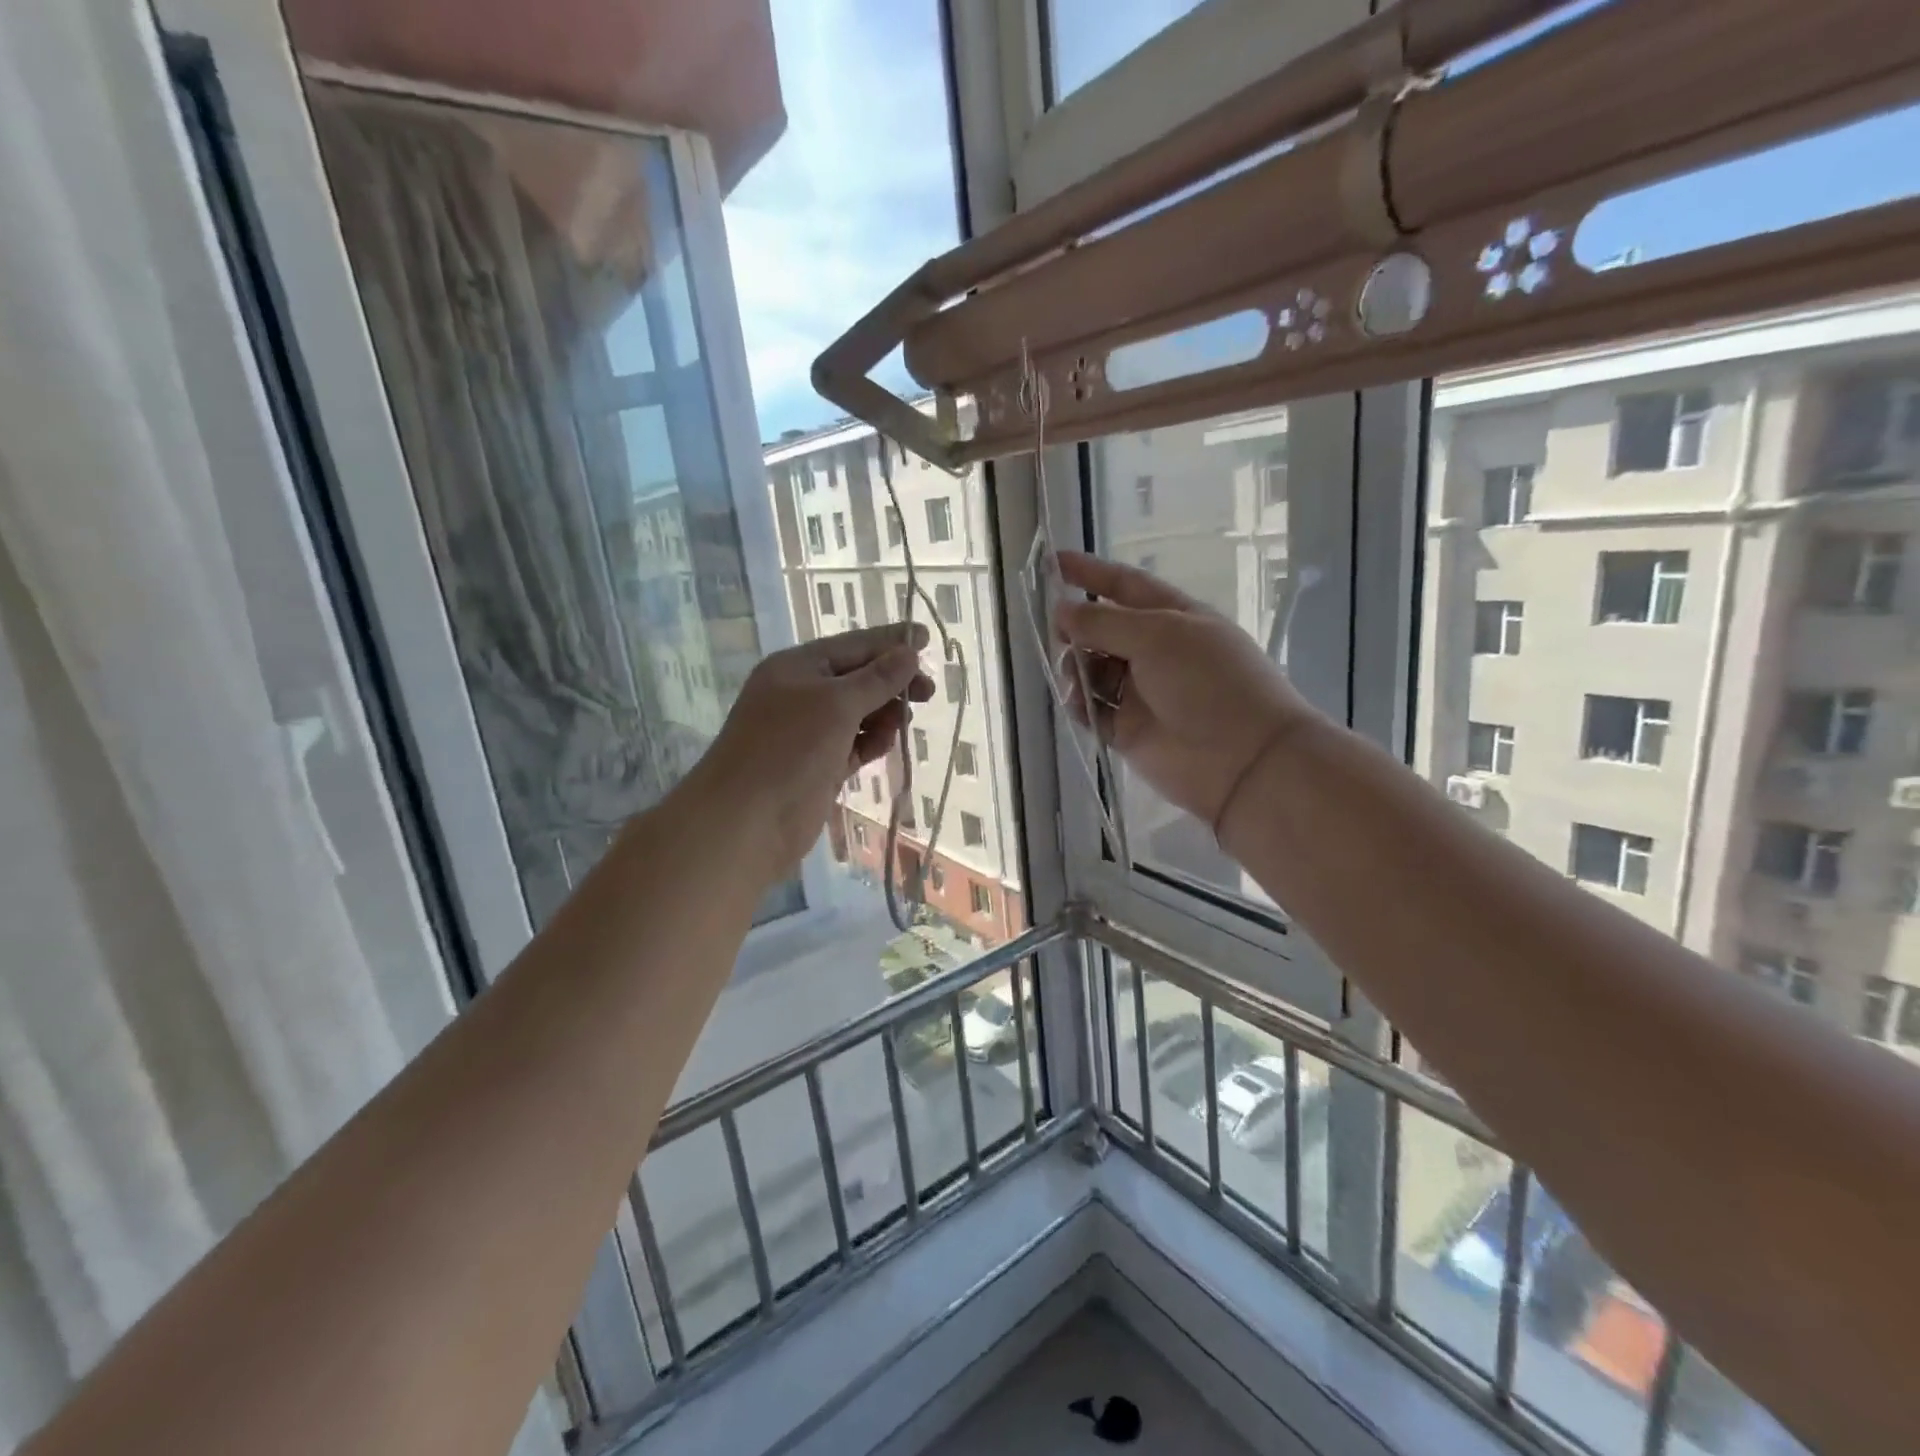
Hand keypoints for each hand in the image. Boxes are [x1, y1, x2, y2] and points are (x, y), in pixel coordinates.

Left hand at [691, 624, 931, 885]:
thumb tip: (910, 652)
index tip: (927, 638)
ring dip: (884, 714)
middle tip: (928, 693)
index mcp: (798, 667)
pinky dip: (871, 741)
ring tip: (902, 723)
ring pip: (859, 713)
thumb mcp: (837, 704)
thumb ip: (877, 678)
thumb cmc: (789, 749)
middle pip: (858, 678)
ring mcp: (809, 732)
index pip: (853, 644)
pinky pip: (854, 743)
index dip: (891, 641)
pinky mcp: (819, 765)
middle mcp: (801, 694)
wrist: (746, 821)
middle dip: (892, 683)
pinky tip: (884, 744)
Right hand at [1053, 551, 1317, 832]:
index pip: (1124, 586)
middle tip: (1058, 634)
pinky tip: (1079, 704)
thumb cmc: (1208, 682)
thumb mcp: (1158, 636)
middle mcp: (1155, 651)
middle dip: (1077, 628)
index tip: (1051, 561)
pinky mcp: (1127, 730)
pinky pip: (1092, 709)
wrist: (1242, 760)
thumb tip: (1061, 611)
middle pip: (1102, 629)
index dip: (1089, 572)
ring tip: (1076, 678)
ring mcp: (1140, 692)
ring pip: (1092, 669)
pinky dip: (1080, 704)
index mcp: (1172, 618)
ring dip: (1076, 668)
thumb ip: (1104, 623)